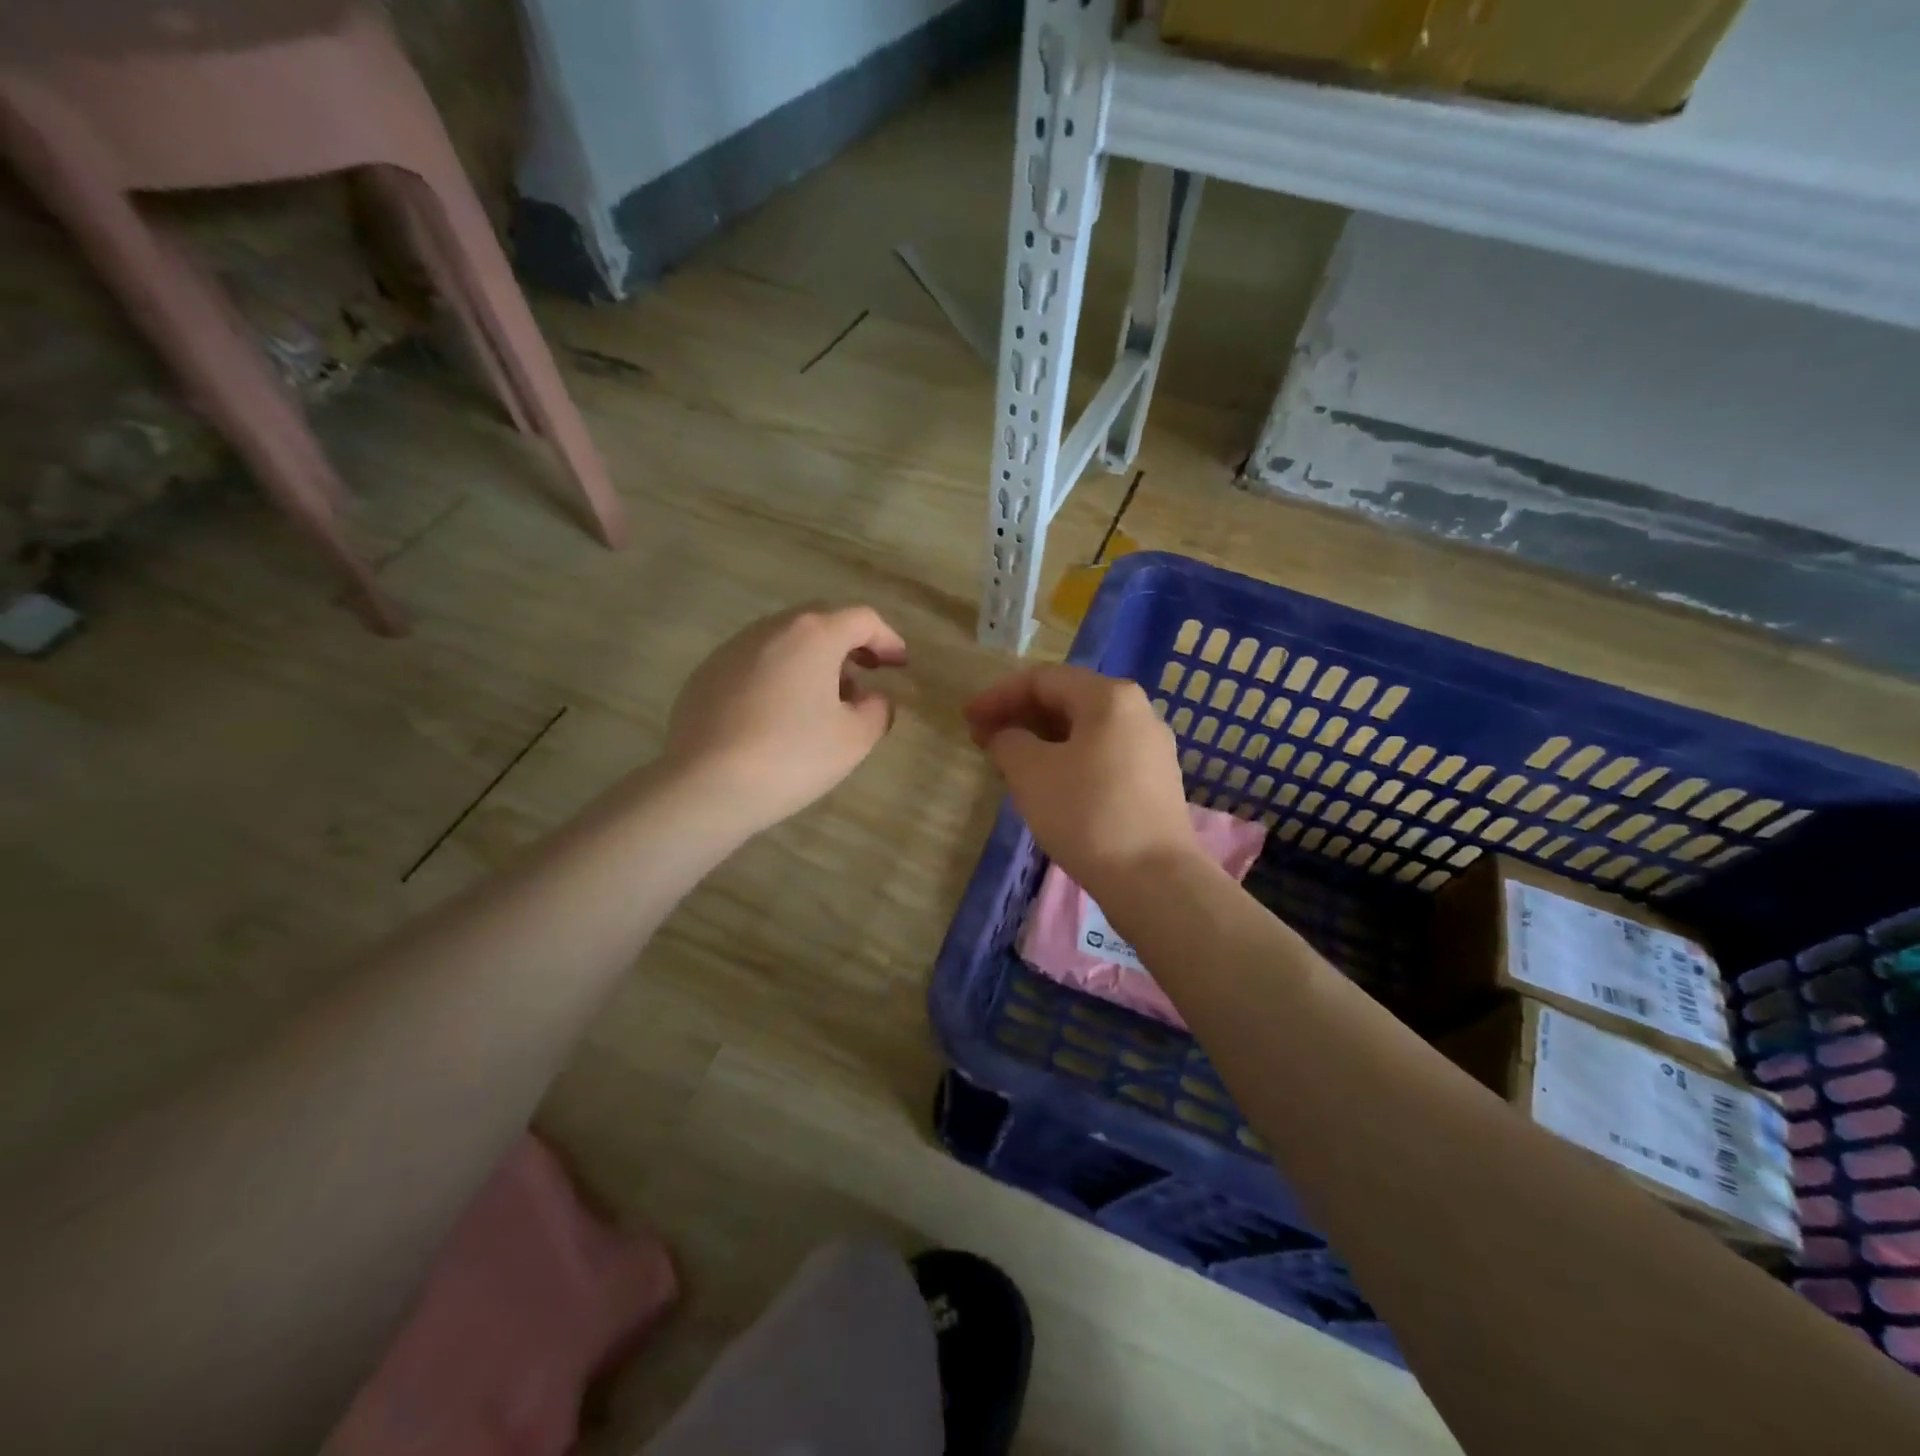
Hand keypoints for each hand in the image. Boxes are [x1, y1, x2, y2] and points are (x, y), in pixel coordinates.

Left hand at [664, 605, 906, 833]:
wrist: (705, 785)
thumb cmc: (792, 756)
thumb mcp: (854, 739)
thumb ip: (877, 710)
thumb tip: (873, 699)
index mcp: (813, 635)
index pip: (863, 620)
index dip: (888, 640)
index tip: (900, 665)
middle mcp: (771, 629)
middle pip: (821, 621)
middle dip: (850, 644)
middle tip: (867, 674)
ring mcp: (733, 649)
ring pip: (785, 641)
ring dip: (813, 660)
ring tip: (825, 700)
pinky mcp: (706, 674)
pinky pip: (756, 663)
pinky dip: (780, 675)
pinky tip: (781, 714)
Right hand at [964, 664, 1199, 902]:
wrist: (1153, 879)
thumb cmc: (1086, 814)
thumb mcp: (1031, 772)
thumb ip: (1008, 741)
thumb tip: (1007, 736)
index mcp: (1109, 697)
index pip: (1043, 680)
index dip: (998, 695)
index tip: (967, 718)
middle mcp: (1137, 711)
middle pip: (1067, 700)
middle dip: (1020, 716)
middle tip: (982, 738)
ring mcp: (1150, 747)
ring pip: (1084, 730)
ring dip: (1041, 739)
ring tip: (1008, 762)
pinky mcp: (1154, 781)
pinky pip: (1101, 755)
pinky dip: (1066, 759)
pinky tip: (1046, 784)